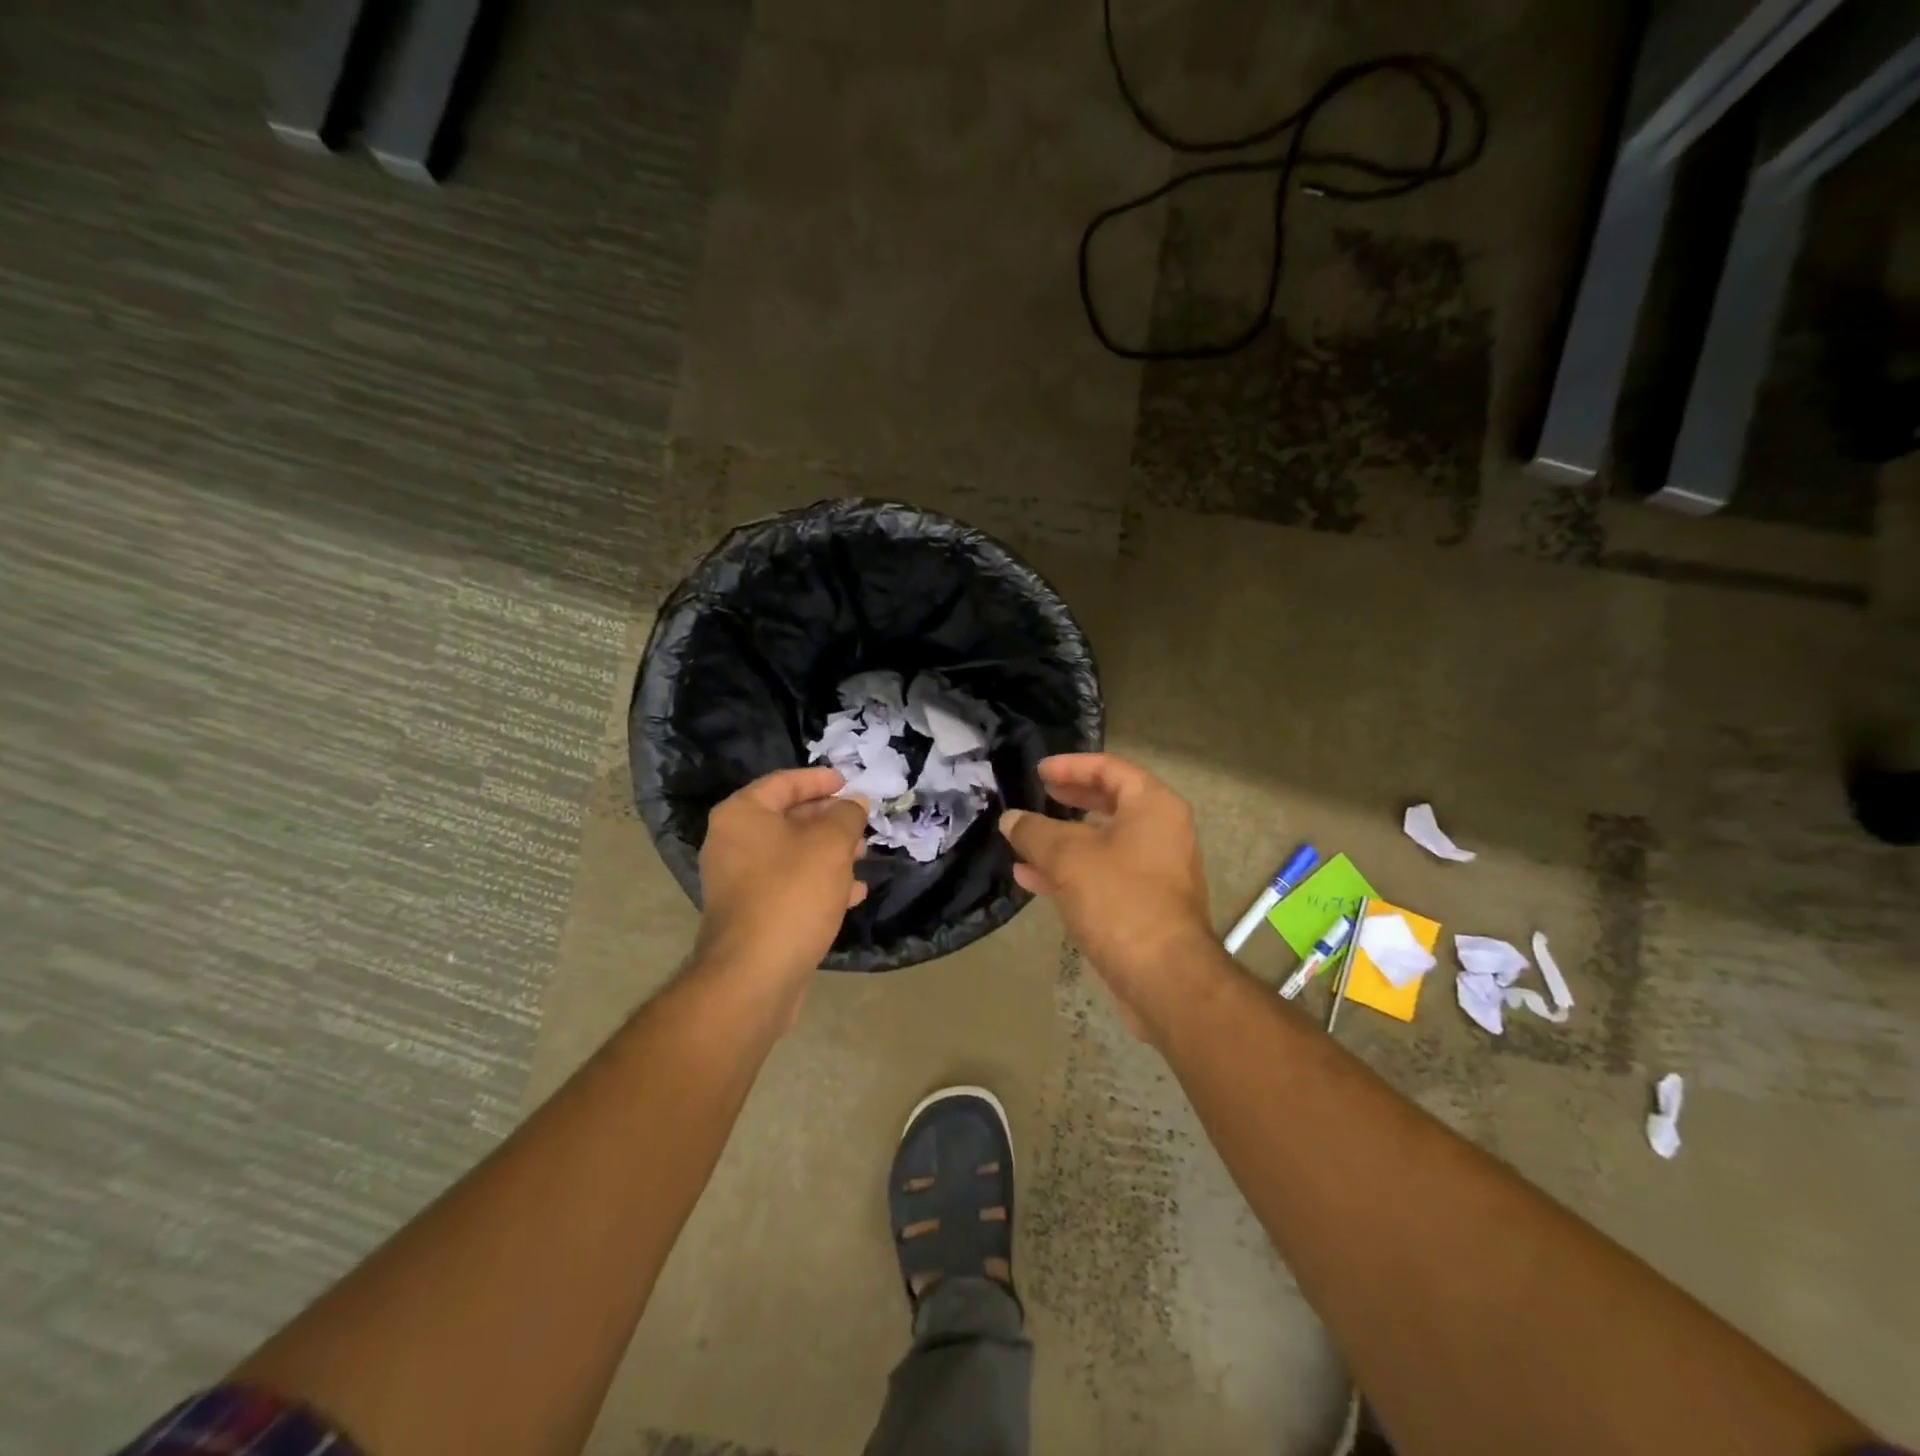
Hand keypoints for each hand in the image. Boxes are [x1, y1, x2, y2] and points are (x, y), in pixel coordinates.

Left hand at [693, 767, 868, 1018]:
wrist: (754, 974)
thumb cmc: (792, 893)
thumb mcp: (830, 844)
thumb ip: (846, 816)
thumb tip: (855, 802)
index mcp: (742, 815)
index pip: (783, 783)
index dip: (819, 779)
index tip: (849, 781)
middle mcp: (732, 843)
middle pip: (787, 818)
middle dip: (828, 819)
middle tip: (861, 821)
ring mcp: (738, 881)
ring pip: (791, 854)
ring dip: (828, 852)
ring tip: (863, 855)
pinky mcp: (751, 913)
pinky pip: (788, 885)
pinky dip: (819, 882)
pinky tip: (852, 893)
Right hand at [999, 753, 1221, 1039]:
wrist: (1163, 978)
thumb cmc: (1120, 900)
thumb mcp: (1068, 858)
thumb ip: (1034, 832)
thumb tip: (1011, 819)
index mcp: (1154, 807)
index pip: (1110, 769)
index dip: (1071, 766)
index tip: (1038, 770)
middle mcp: (1161, 832)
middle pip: (1109, 803)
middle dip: (1069, 799)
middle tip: (1039, 793)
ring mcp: (1154, 871)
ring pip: (1102, 843)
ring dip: (1063, 840)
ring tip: (1024, 838)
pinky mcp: (1142, 905)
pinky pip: (1102, 876)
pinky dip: (1070, 872)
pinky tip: (1031, 878)